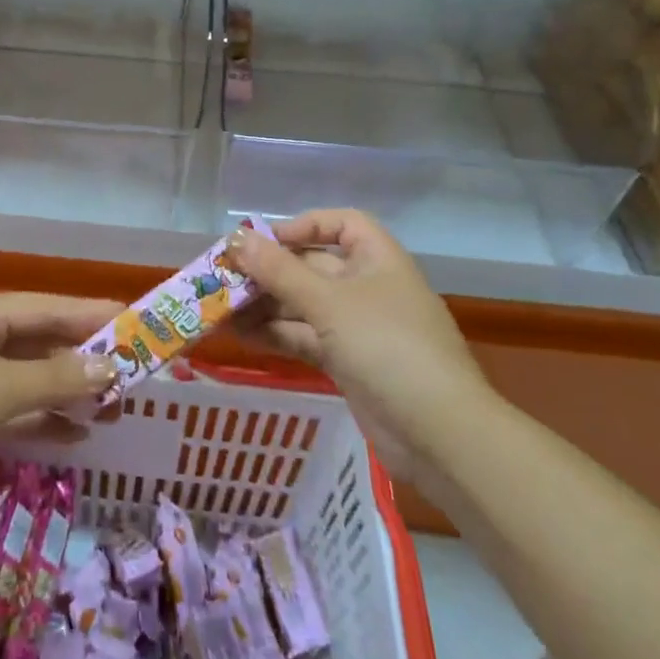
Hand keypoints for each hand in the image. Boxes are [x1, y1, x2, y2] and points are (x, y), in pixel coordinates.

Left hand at [0, 293, 120, 516]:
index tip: (135, 321)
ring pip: (26, 379)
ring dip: (65, 393)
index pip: (49, 307)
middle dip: (83, 360)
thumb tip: (110, 367)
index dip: (92, 314)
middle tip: (130, 376)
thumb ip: (55, 380)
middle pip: (39, 342)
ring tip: (111, 410)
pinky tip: (74, 436)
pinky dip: (39, 419)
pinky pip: (9, 409)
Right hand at [230, 210, 488, 454]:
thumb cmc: (387, 347)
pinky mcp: (349, 363)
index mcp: (377, 259)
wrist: (439, 434)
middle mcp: (368, 287)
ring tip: (221, 311)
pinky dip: (277, 335)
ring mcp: (359, 327)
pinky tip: (242, 336)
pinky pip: (306, 338)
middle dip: (270, 272)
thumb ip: (279, 271)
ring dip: (266, 306)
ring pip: (304, 305)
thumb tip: (235, 240)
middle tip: (223, 279)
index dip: (301, 226)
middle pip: (313, 266)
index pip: (340, 224)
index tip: (262, 242)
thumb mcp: (328, 302)